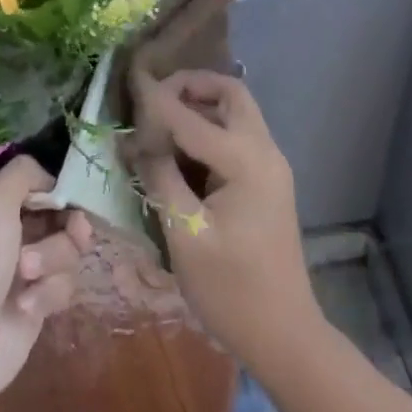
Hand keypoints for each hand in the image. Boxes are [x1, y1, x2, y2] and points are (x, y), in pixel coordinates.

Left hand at [0, 156, 93, 409]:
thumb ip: (22, 175)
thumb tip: (49, 177)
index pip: (36, 187)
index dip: (57, 191)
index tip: (69, 198)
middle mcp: (6, 236)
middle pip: (60, 218)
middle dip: (66, 228)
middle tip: (73, 232)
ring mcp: (22, 273)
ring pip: (66, 253)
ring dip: (53, 261)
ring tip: (27, 278)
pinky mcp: (35, 307)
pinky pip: (63, 287)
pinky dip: (48, 295)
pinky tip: (26, 308)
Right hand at [128, 70, 319, 370]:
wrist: (283, 333)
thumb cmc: (231, 290)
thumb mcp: (185, 234)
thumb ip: (159, 178)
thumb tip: (134, 141)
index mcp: (246, 162)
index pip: (191, 116)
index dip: (155, 98)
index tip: (127, 78)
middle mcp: (265, 152)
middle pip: (230, 95)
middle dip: (191, 86)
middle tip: (152, 99)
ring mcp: (270, 167)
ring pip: (236, 113)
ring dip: (200, 106)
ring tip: (158, 121)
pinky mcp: (265, 183)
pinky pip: (236, 138)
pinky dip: (208, 130)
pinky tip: (178, 150)